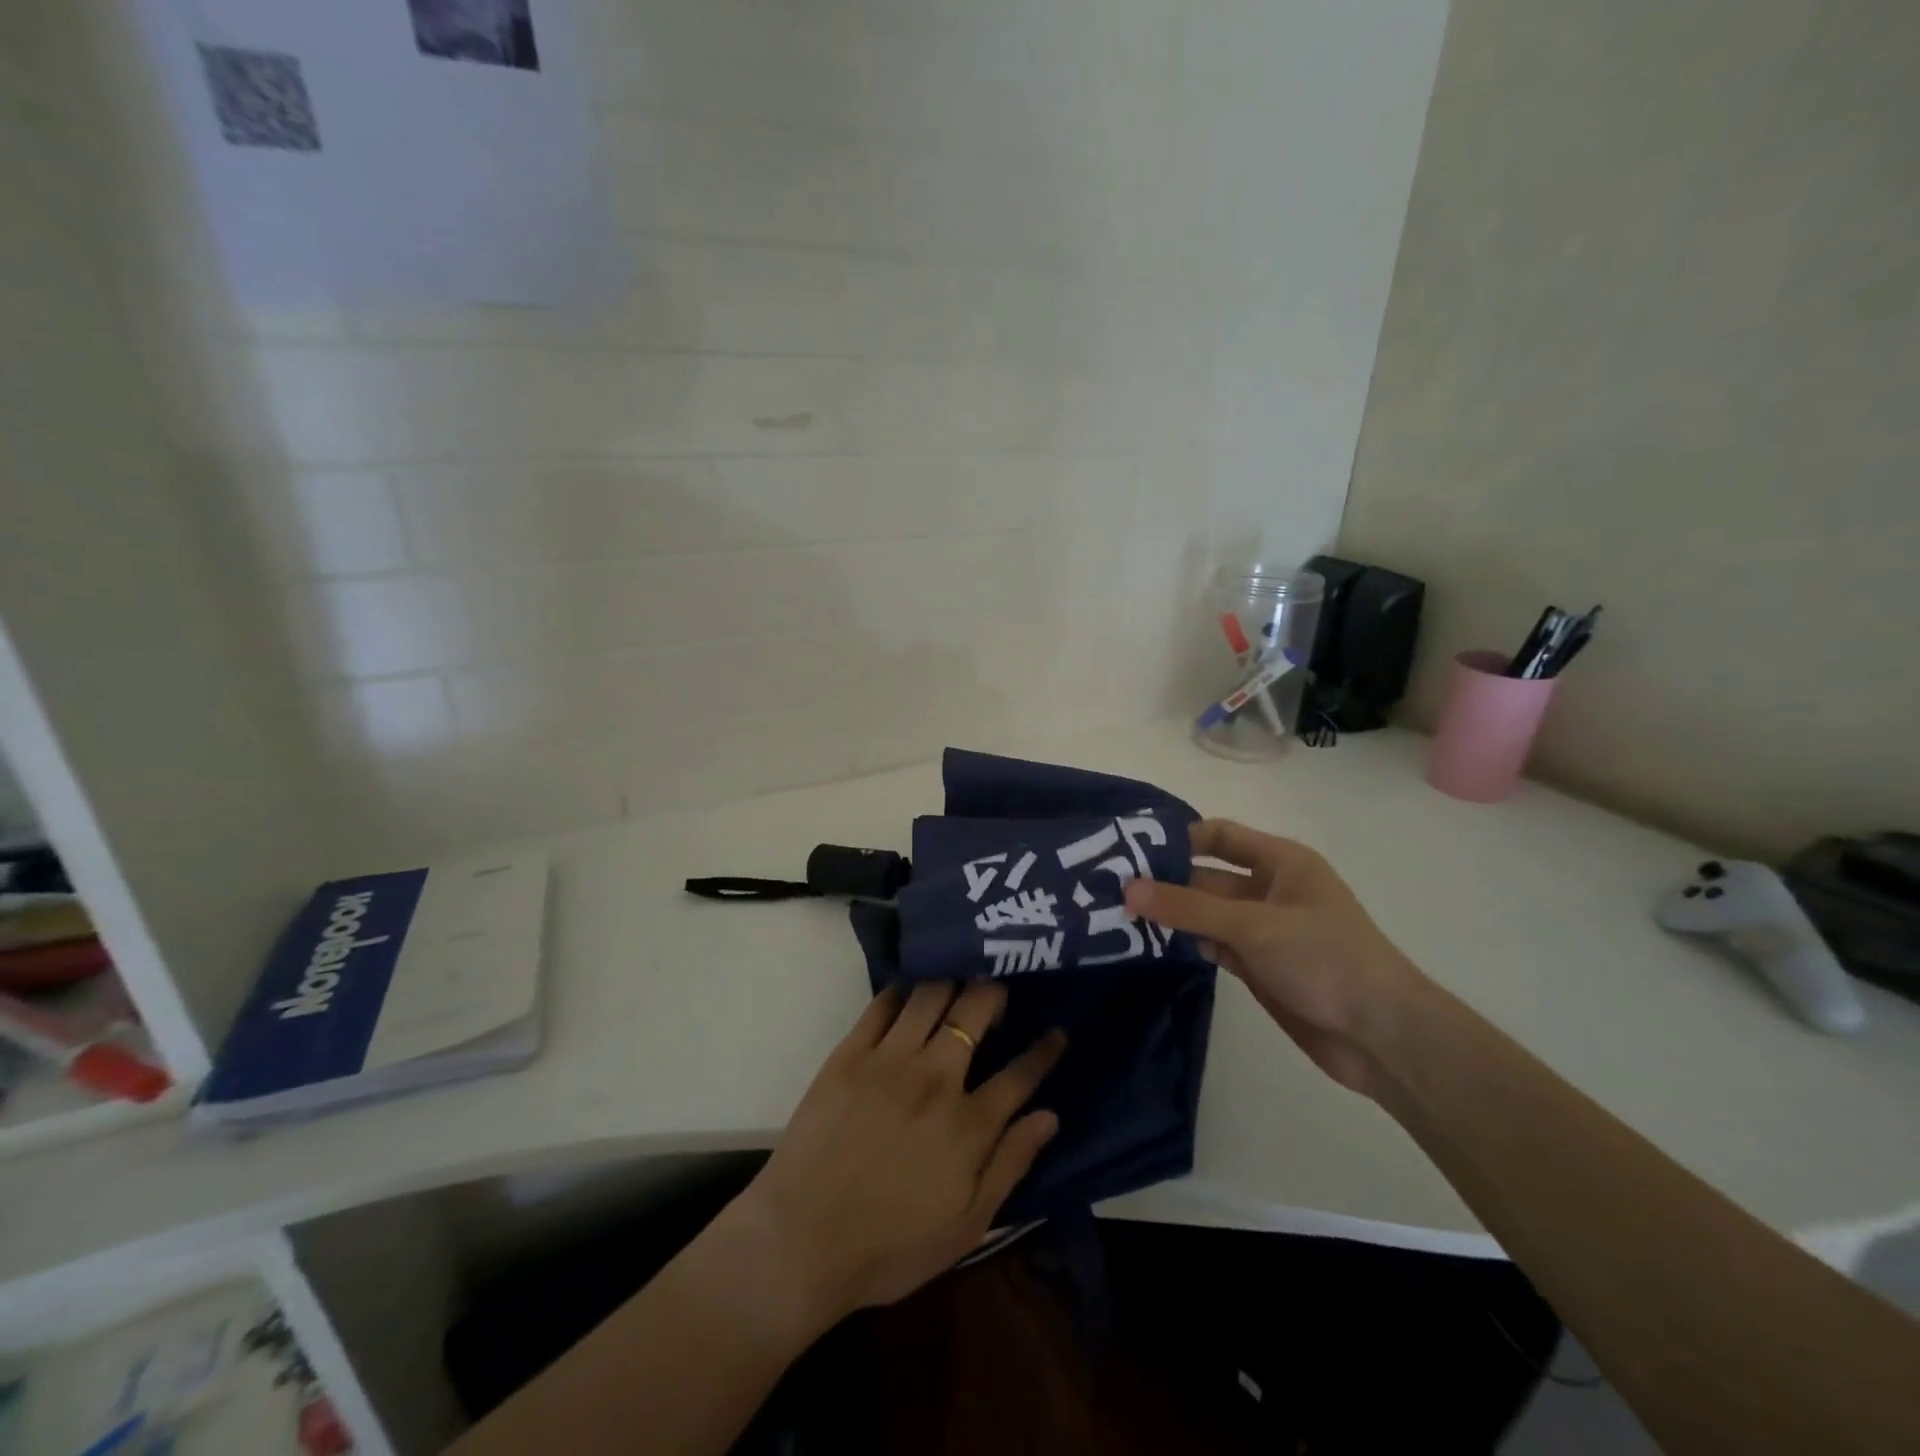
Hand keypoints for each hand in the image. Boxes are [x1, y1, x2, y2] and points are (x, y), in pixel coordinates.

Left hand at [720, 980, 1064, 1333]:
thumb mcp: (966, 1225)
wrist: (800, 1243)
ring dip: (952, 979)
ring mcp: (889, 1060)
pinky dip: (903, 989)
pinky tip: (911, 987)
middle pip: (975, 1011)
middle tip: (998, 989)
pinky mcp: (849, 1053)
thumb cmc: (889, 1247)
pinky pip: (882, 1004)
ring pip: (931, 994)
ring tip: (959, 976)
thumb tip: (1049, 1116)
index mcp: (968, 1125)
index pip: (1020, 1074)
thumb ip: (1011, 1165)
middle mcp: (935, 1078)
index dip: (1044, 1050)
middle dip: (995, 991)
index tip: (1058, 1031)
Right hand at [1124, 819, 1424, 1097]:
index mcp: (1281, 862)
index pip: (1220, 836)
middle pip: (1207, 876)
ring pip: (1206, 913)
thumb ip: (1189, 907)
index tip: (1132, 849)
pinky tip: (1150, 944)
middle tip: (1111, 887)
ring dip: (1171, 915)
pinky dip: (1186, 943)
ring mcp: (1263, 930)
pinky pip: (1213, 944)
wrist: (1382, 1036)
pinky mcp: (1259, 966)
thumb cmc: (1325, 958)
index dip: (1180, 838)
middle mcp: (1270, 889)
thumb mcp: (1253, 925)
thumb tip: (1128, 889)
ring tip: (1117, 913)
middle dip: (1166, 881)